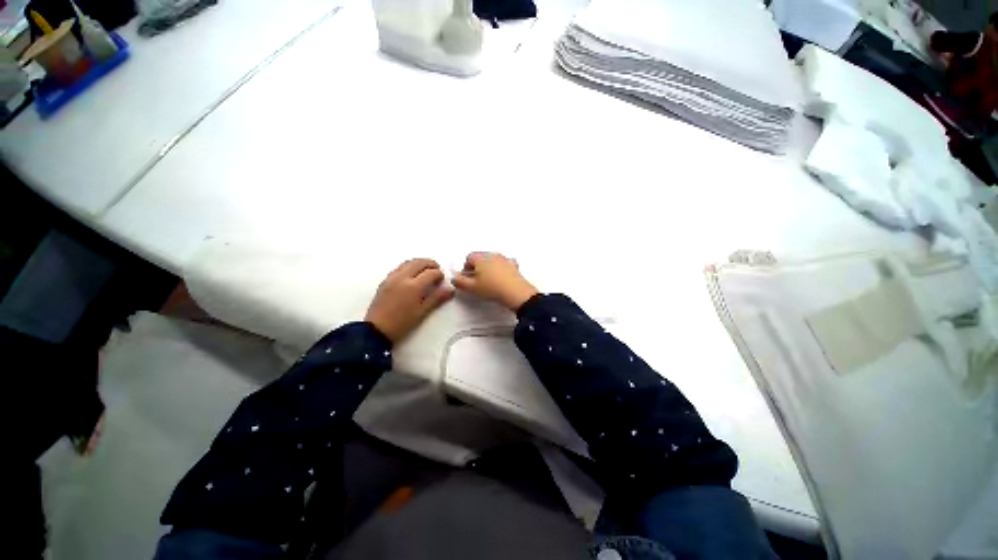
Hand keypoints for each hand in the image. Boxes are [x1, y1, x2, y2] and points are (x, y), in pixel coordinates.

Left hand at [365, 258, 453, 342]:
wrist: (376, 330)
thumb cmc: (402, 323)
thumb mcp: (422, 312)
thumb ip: (437, 298)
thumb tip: (451, 289)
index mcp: (414, 286)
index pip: (431, 273)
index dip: (439, 275)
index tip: (442, 280)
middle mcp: (403, 277)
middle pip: (420, 262)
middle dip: (431, 264)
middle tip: (437, 271)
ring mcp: (392, 277)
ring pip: (409, 262)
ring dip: (420, 263)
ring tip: (426, 271)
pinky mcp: (385, 280)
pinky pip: (400, 267)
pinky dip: (409, 266)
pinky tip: (412, 275)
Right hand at [452, 252, 538, 310]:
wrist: (515, 292)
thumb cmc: (491, 288)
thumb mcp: (472, 288)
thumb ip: (460, 282)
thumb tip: (454, 278)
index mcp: (480, 258)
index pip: (469, 257)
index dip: (466, 267)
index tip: (467, 278)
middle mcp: (492, 255)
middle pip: (481, 257)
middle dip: (477, 266)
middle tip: (477, 279)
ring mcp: (504, 259)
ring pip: (493, 260)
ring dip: (489, 267)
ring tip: (489, 280)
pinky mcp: (513, 265)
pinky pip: (505, 263)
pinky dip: (501, 268)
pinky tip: (502, 277)